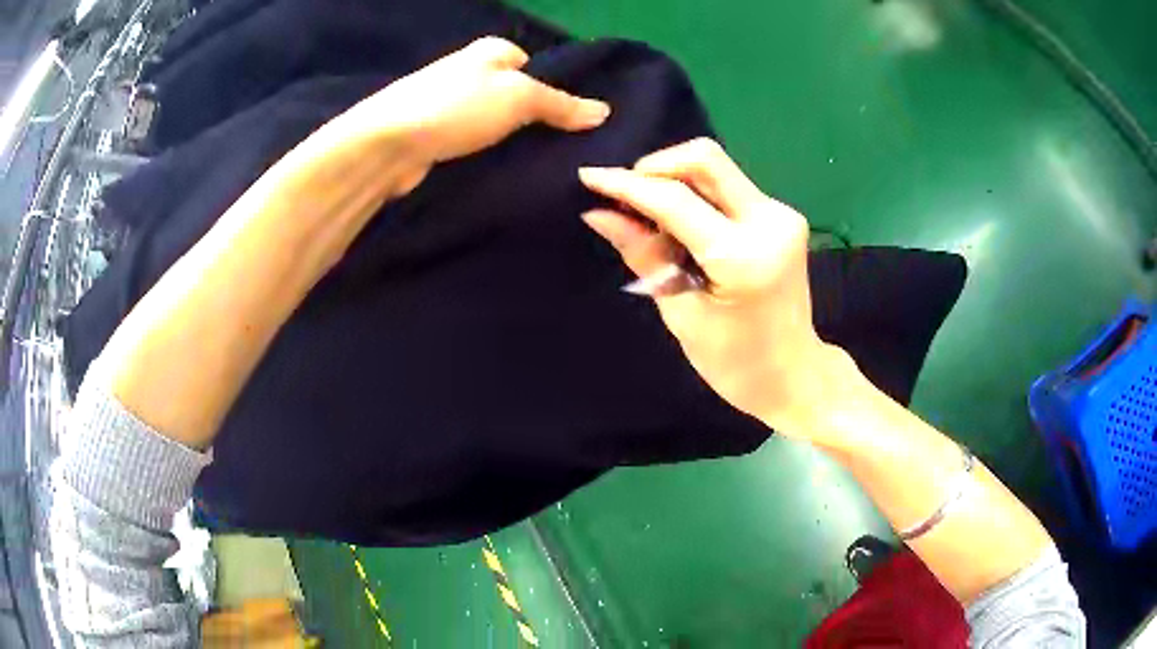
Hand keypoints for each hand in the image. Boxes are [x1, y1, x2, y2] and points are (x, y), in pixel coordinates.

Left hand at [325, 37, 610, 194]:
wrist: (388, 146)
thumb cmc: (456, 108)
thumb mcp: (519, 98)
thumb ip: (561, 104)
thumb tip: (604, 111)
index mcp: (491, 51)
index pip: (535, 64)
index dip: (556, 90)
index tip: (576, 120)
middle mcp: (470, 71)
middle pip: (516, 94)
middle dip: (537, 118)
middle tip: (565, 148)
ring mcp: (451, 104)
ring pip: (497, 121)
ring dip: (514, 140)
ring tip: (543, 165)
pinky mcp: (438, 135)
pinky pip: (476, 142)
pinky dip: (490, 154)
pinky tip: (506, 172)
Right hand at [579, 139, 858, 436]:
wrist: (794, 375)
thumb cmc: (736, 363)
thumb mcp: (682, 314)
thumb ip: (644, 254)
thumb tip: (598, 213)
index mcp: (742, 256)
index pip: (675, 200)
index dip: (627, 184)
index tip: (588, 176)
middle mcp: (769, 221)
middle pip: (705, 159)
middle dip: (656, 167)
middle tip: (624, 194)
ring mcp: (781, 214)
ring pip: (716, 168)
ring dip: (675, 179)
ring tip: (646, 212)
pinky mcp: (781, 216)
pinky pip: (728, 186)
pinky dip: (696, 193)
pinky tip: (679, 221)